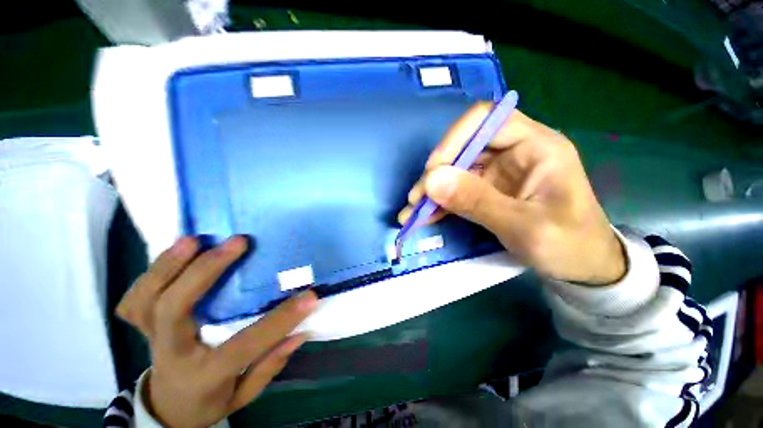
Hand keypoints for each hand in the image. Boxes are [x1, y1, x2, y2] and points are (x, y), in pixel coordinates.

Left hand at [116, 236, 317, 426]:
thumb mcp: (244, 394)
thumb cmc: (212, 400)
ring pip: (145, 298)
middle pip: (174, 309)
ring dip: (169, 265)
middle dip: (206, 270)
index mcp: (205, 374)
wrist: (170, 407)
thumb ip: (269, 365)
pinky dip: (152, 273)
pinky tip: (175, 257)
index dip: (280, 320)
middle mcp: (172, 353)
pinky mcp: (144, 325)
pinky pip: (134, 298)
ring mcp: (151, 337)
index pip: (245, 345)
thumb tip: (300, 332)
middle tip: (238, 242)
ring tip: (196, 240)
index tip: (309, 295)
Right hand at [399, 104, 624, 284]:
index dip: (454, 140)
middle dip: (436, 173)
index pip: (485, 120)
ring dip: (433, 190)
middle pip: (463, 148)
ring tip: (413, 210)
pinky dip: (440, 202)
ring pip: (456, 170)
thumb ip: (477, 201)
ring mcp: (499, 173)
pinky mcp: (489, 191)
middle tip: (416, 198)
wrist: (583, 268)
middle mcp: (514, 152)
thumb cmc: (569, 245)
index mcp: (536, 145)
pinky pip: (458, 190)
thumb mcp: (524, 226)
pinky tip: (425, 215)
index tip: (433, 171)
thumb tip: (431, 180)